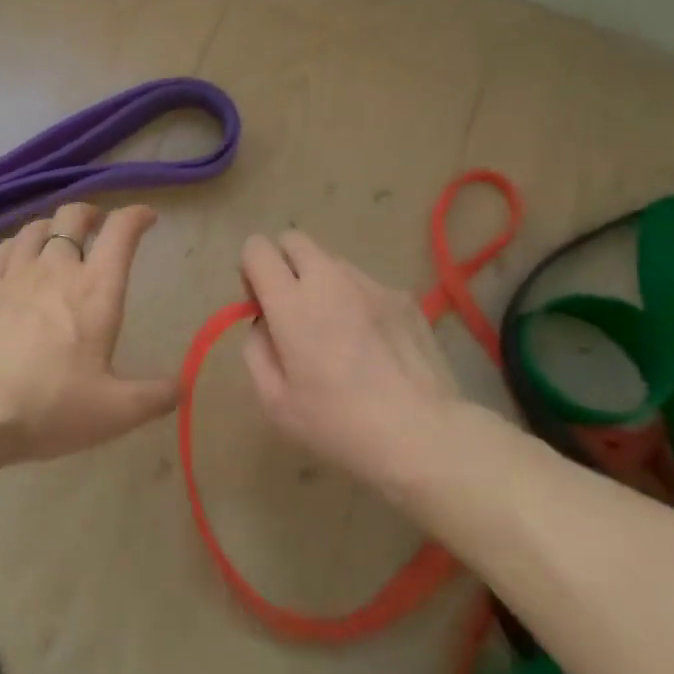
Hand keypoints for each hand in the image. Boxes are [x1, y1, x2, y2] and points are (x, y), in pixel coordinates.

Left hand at [0, 203, 176, 461]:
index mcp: (96, 289)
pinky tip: (16, 256)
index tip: (147, 218)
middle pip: (73, 216)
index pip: (121, 231)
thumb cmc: (49, 406)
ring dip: (53, 226)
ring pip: (36, 228)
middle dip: (91, 213)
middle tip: (98, 226)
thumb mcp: (115, 412)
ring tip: (59, 239)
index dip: (137, 216)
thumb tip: (183, 386)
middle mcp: (56, 268)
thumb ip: (155, 396)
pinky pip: (2, 248)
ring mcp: (14, 274)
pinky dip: (17, 244)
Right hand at [239, 229, 493, 502]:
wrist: (422, 434)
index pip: (257, 249)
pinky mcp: (403, 297)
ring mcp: (371, 284)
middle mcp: (330, 279)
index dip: (251, 270)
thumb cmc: (338, 424)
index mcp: (292, 303)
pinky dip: (356, 300)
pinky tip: (372, 343)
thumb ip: (256, 350)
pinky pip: (366, 284)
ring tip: (336, 330)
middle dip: (283, 263)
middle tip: (292, 308)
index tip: (261, 304)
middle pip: (294, 239)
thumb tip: (265, 323)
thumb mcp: (274, 402)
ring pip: (332, 261)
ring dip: (321, 281)